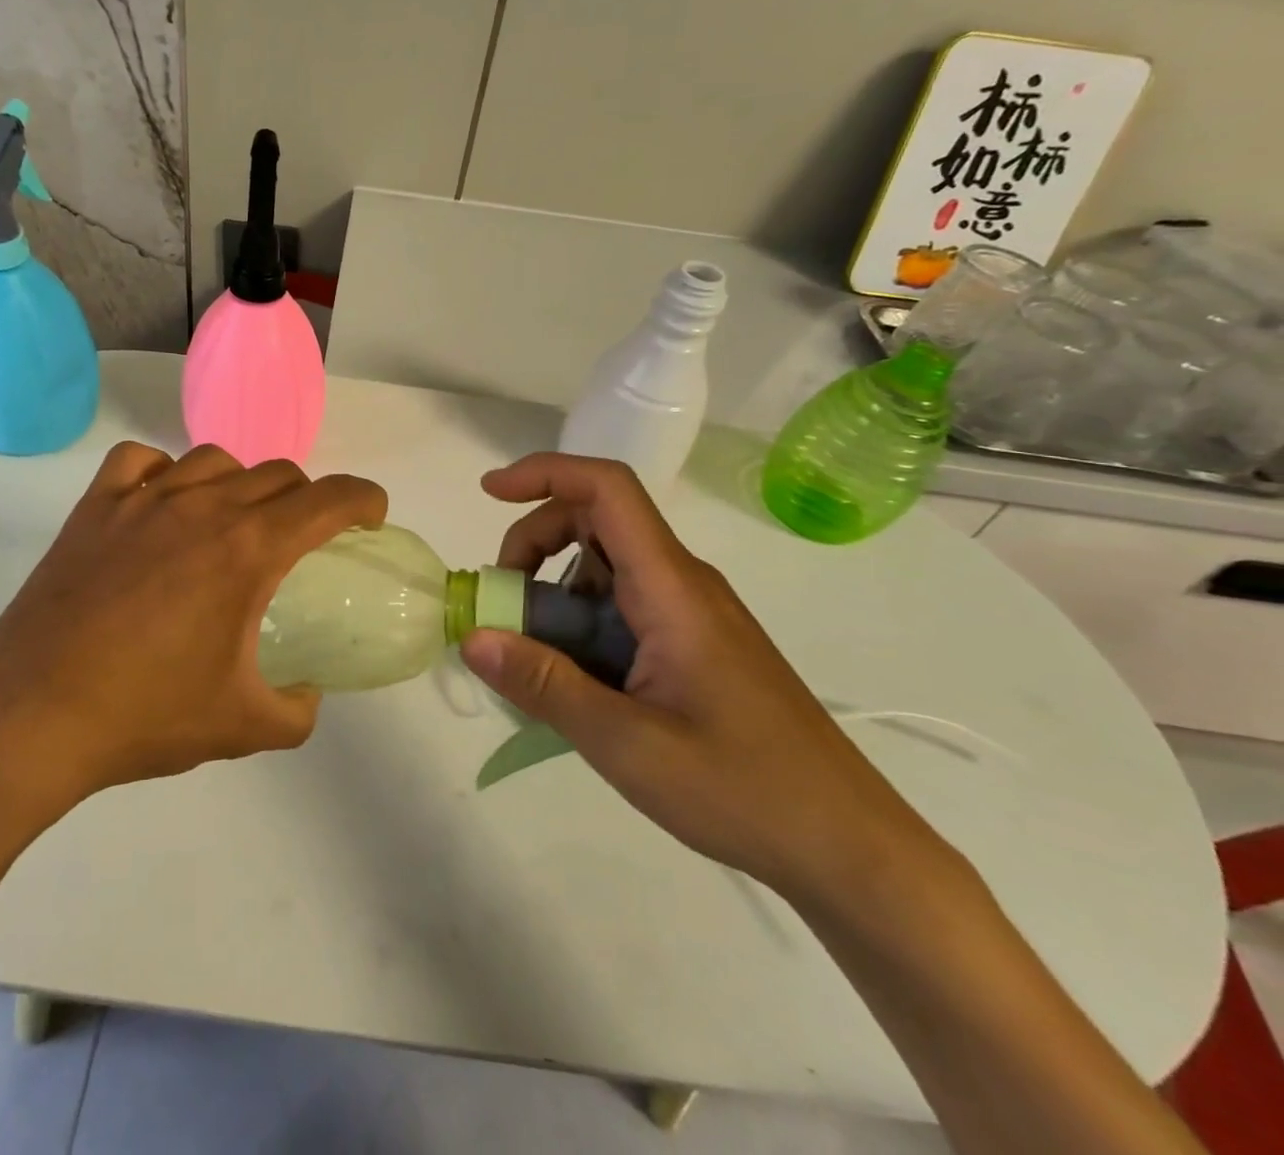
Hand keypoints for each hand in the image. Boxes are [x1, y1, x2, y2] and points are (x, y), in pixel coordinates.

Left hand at [0, 443, 386, 825]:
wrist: (32, 719)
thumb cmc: (145, 717)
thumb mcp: (243, 726)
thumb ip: (297, 710)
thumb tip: (307, 694)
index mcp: (248, 550)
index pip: (328, 499)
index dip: (363, 499)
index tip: (371, 516)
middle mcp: (202, 508)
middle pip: (277, 474)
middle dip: (306, 499)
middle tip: (302, 539)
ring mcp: (142, 501)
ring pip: (214, 460)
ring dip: (240, 483)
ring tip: (232, 522)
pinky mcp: (93, 509)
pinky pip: (140, 462)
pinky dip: (163, 472)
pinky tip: (161, 505)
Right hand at [459, 453, 941, 902]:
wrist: (848, 847)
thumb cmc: (744, 790)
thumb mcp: (626, 744)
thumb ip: (545, 685)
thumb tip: (472, 637)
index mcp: (672, 588)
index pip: (607, 490)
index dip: (545, 474)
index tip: (489, 494)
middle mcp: (682, 584)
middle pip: (596, 521)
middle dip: (534, 542)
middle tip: (501, 603)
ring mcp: (690, 614)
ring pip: (605, 567)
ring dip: (553, 591)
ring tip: (529, 657)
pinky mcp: (692, 643)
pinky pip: (621, 607)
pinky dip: (578, 624)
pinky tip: (570, 682)